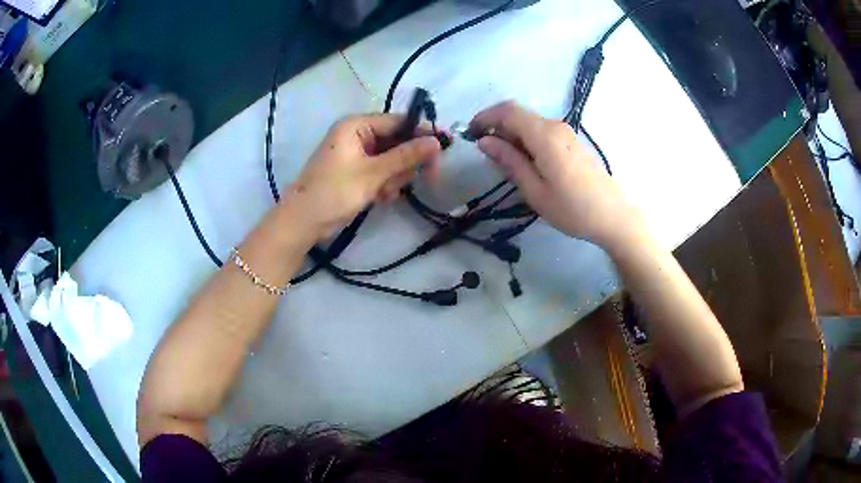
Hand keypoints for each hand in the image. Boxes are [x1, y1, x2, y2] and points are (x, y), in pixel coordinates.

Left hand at [284, 114, 441, 239]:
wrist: (303, 222)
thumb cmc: (334, 192)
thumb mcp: (373, 173)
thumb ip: (406, 156)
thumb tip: (437, 141)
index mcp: (356, 125)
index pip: (398, 121)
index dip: (422, 133)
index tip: (444, 146)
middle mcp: (357, 134)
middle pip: (397, 141)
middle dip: (406, 162)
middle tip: (423, 179)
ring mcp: (356, 153)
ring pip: (392, 159)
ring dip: (395, 177)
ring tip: (385, 193)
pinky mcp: (356, 171)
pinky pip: (381, 171)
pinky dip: (385, 184)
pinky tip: (380, 197)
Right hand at [470, 101, 638, 247]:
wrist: (613, 216)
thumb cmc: (572, 209)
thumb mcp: (535, 190)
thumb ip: (509, 161)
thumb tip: (485, 141)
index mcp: (544, 135)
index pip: (507, 111)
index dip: (485, 117)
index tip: (470, 134)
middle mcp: (555, 126)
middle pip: (518, 114)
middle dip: (496, 126)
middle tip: (484, 152)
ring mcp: (565, 133)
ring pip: (529, 123)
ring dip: (511, 134)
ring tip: (502, 161)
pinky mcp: (571, 142)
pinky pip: (541, 131)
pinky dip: (525, 140)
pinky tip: (524, 162)